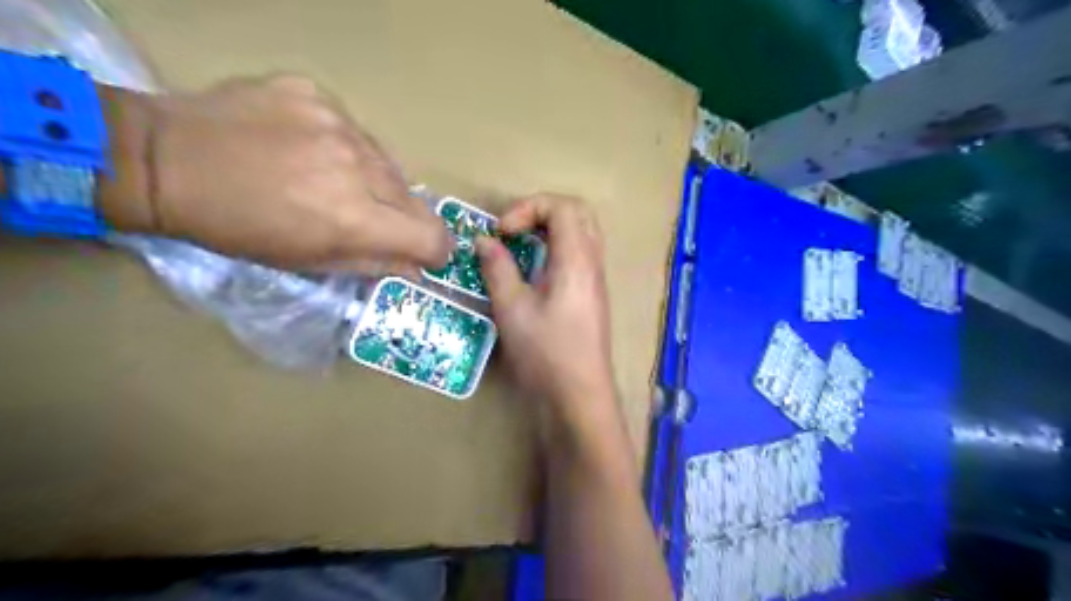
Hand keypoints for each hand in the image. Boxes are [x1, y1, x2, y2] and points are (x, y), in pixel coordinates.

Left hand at [144, 74, 451, 273]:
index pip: (430, 235)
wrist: (165, 160)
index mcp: (354, 217)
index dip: (436, 249)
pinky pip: (354, 131)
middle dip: (399, 216)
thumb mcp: (309, 262)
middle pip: (413, 197)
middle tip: (366, 218)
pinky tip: (310, 150)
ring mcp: (338, 123)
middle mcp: (357, 166)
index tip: (427, 253)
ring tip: (332, 181)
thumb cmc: (237, 228)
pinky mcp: (316, 94)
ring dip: (374, 180)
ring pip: (387, 162)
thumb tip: (419, 265)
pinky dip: (345, 148)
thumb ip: (374, 264)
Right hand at [479, 195, 618, 424]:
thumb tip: (484, 241)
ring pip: (581, 233)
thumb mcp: (512, 309)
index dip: (528, 207)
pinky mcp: (592, 296)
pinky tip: (534, 272)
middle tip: (513, 230)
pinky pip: (580, 255)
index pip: (562, 206)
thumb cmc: (546, 353)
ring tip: (520, 247)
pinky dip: (557, 248)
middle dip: (542, 211)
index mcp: (577, 260)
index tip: (501, 231)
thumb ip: (498, 269)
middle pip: (578, 213)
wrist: (580, 397)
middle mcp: (593, 263)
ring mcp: (596, 280)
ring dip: (550, 230)